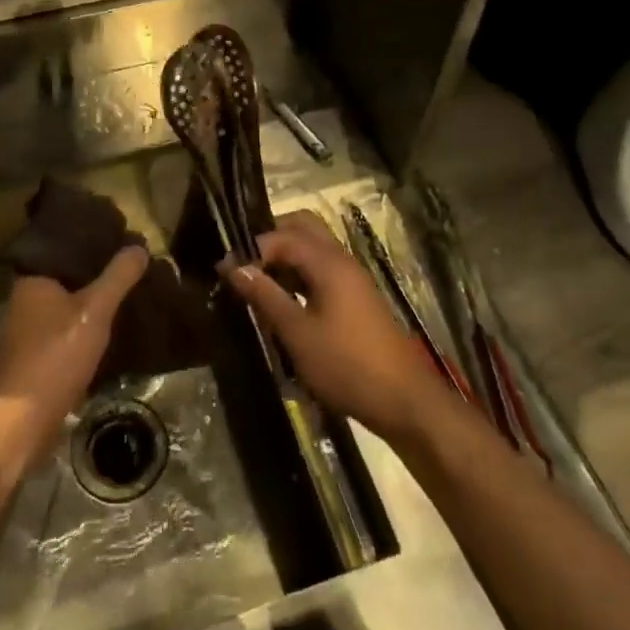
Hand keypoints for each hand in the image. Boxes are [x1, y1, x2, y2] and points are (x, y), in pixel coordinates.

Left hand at [0, 245, 148, 461]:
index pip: (61, 249)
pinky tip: (101, 334)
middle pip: (62, 279)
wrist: (22, 421)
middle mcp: (20, 302)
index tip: (116, 240)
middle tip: (125, 269)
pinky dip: (77, 330)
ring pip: (60, 308)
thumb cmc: (55, 356)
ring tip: (118, 298)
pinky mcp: (27, 360)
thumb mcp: (95, 311)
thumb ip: (118, 278)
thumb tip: (139, 246)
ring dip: (84, 306)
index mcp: (30, 281)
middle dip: (91, 276)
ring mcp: (21, 334)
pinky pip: (58, 333)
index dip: (89, 243)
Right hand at [223, 211, 452, 442]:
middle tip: (244, 265)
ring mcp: (352, 279)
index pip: (283, 236)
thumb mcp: (298, 334)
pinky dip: (300, 275)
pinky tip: (282, 302)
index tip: (225, 270)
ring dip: (285, 258)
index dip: (252, 248)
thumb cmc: (347, 366)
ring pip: (314, 249)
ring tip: (257, 284)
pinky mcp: (355, 298)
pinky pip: (322, 270)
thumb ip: (266, 296)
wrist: (404, 400)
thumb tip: (234, 267)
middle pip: (303, 229)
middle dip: (271, 239)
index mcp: (329, 263)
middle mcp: (342, 261)